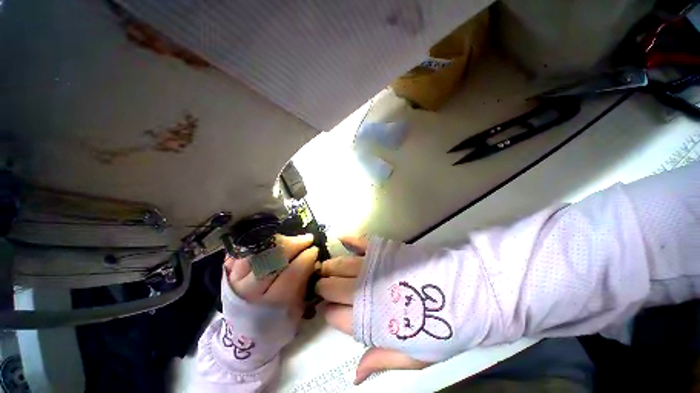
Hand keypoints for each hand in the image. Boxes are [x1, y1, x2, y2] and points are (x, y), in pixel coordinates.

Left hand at [224, 233, 316, 320]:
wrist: (243, 338)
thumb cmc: (276, 326)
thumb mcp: (296, 311)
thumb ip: (303, 284)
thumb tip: (313, 260)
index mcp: (272, 305)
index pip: (292, 274)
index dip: (305, 258)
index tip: (315, 249)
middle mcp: (250, 292)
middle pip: (272, 259)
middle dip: (293, 245)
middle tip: (307, 239)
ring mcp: (235, 281)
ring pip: (257, 252)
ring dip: (277, 241)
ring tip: (290, 239)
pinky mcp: (227, 274)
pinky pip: (242, 252)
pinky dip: (258, 244)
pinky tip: (273, 241)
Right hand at [316, 235, 430, 383]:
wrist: (464, 296)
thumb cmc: (440, 330)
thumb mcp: (414, 357)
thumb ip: (381, 360)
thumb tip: (355, 375)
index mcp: (368, 320)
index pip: (335, 316)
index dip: (330, 312)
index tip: (329, 310)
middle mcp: (365, 291)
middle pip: (333, 288)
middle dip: (324, 287)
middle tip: (322, 286)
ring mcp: (374, 268)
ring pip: (342, 266)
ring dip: (331, 267)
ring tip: (325, 268)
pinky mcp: (384, 251)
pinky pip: (362, 242)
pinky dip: (350, 240)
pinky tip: (341, 239)